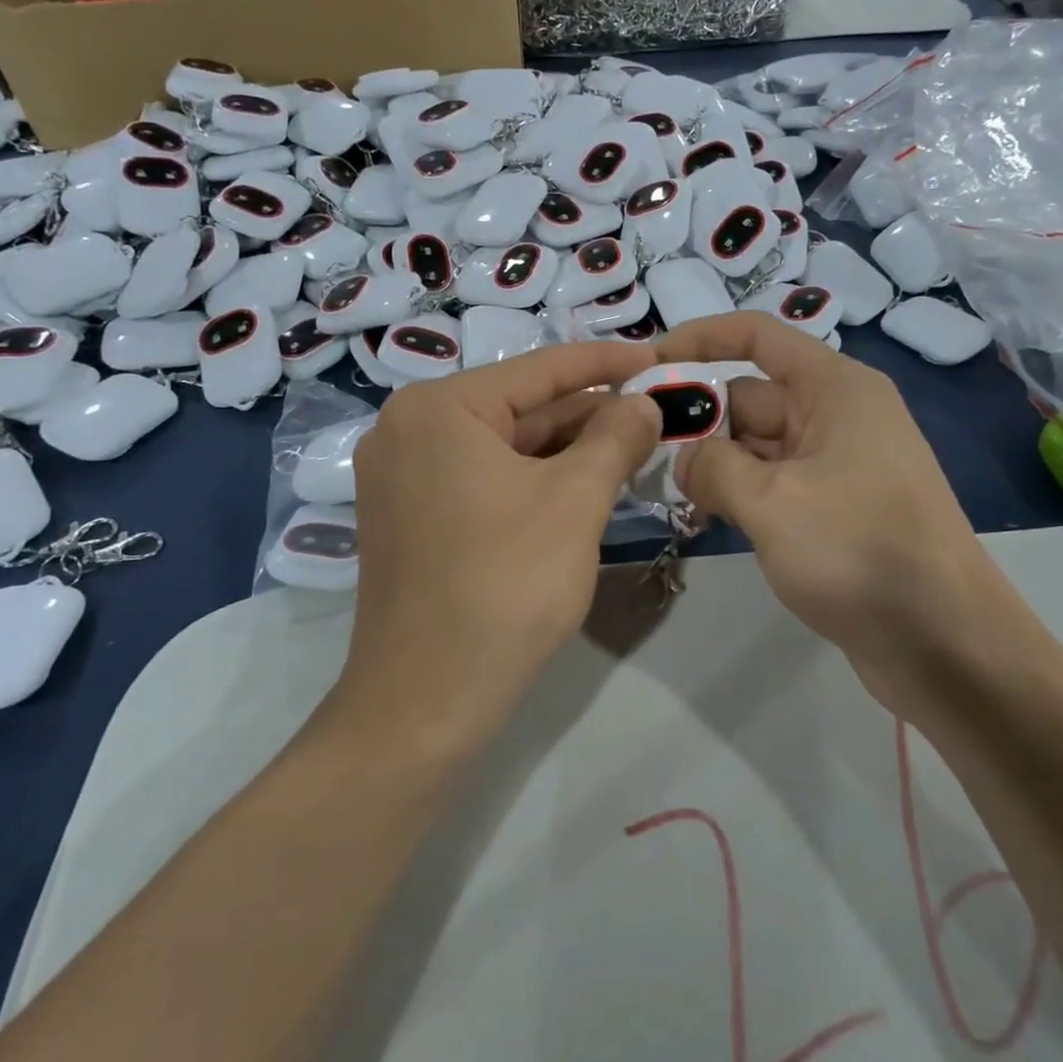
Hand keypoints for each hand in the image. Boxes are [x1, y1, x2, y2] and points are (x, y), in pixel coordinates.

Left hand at [335, 342, 661, 748]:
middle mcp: (408, 429)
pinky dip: (535, 479)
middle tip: (656, 413)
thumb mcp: (575, 502)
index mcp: (439, 408)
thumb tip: (644, 403)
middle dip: (591, 413)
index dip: (608, 363)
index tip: (660, 360)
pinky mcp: (411, 516)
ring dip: (568, 449)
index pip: (540, 369)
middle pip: (520, 407)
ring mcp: (403, 476)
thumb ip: (615, 438)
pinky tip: (584, 484)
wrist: (426, 701)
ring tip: (633, 446)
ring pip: (504, 446)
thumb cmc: (505, 587)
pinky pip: (484, 478)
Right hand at [659, 313, 1007, 715]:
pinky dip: (738, 493)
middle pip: (750, 395)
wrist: (944, 643)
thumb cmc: (859, 552)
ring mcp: (837, 465)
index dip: (700, 338)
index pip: (758, 336)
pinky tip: (704, 518)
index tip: (647, 363)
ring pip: (757, 445)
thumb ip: (713, 467)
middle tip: (640, 449)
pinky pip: (773, 483)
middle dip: (698, 418)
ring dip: (713, 463)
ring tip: (665, 491)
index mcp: (835, 389)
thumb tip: (685, 458)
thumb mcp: (772, 502)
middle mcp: (837, 416)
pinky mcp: (834, 508)